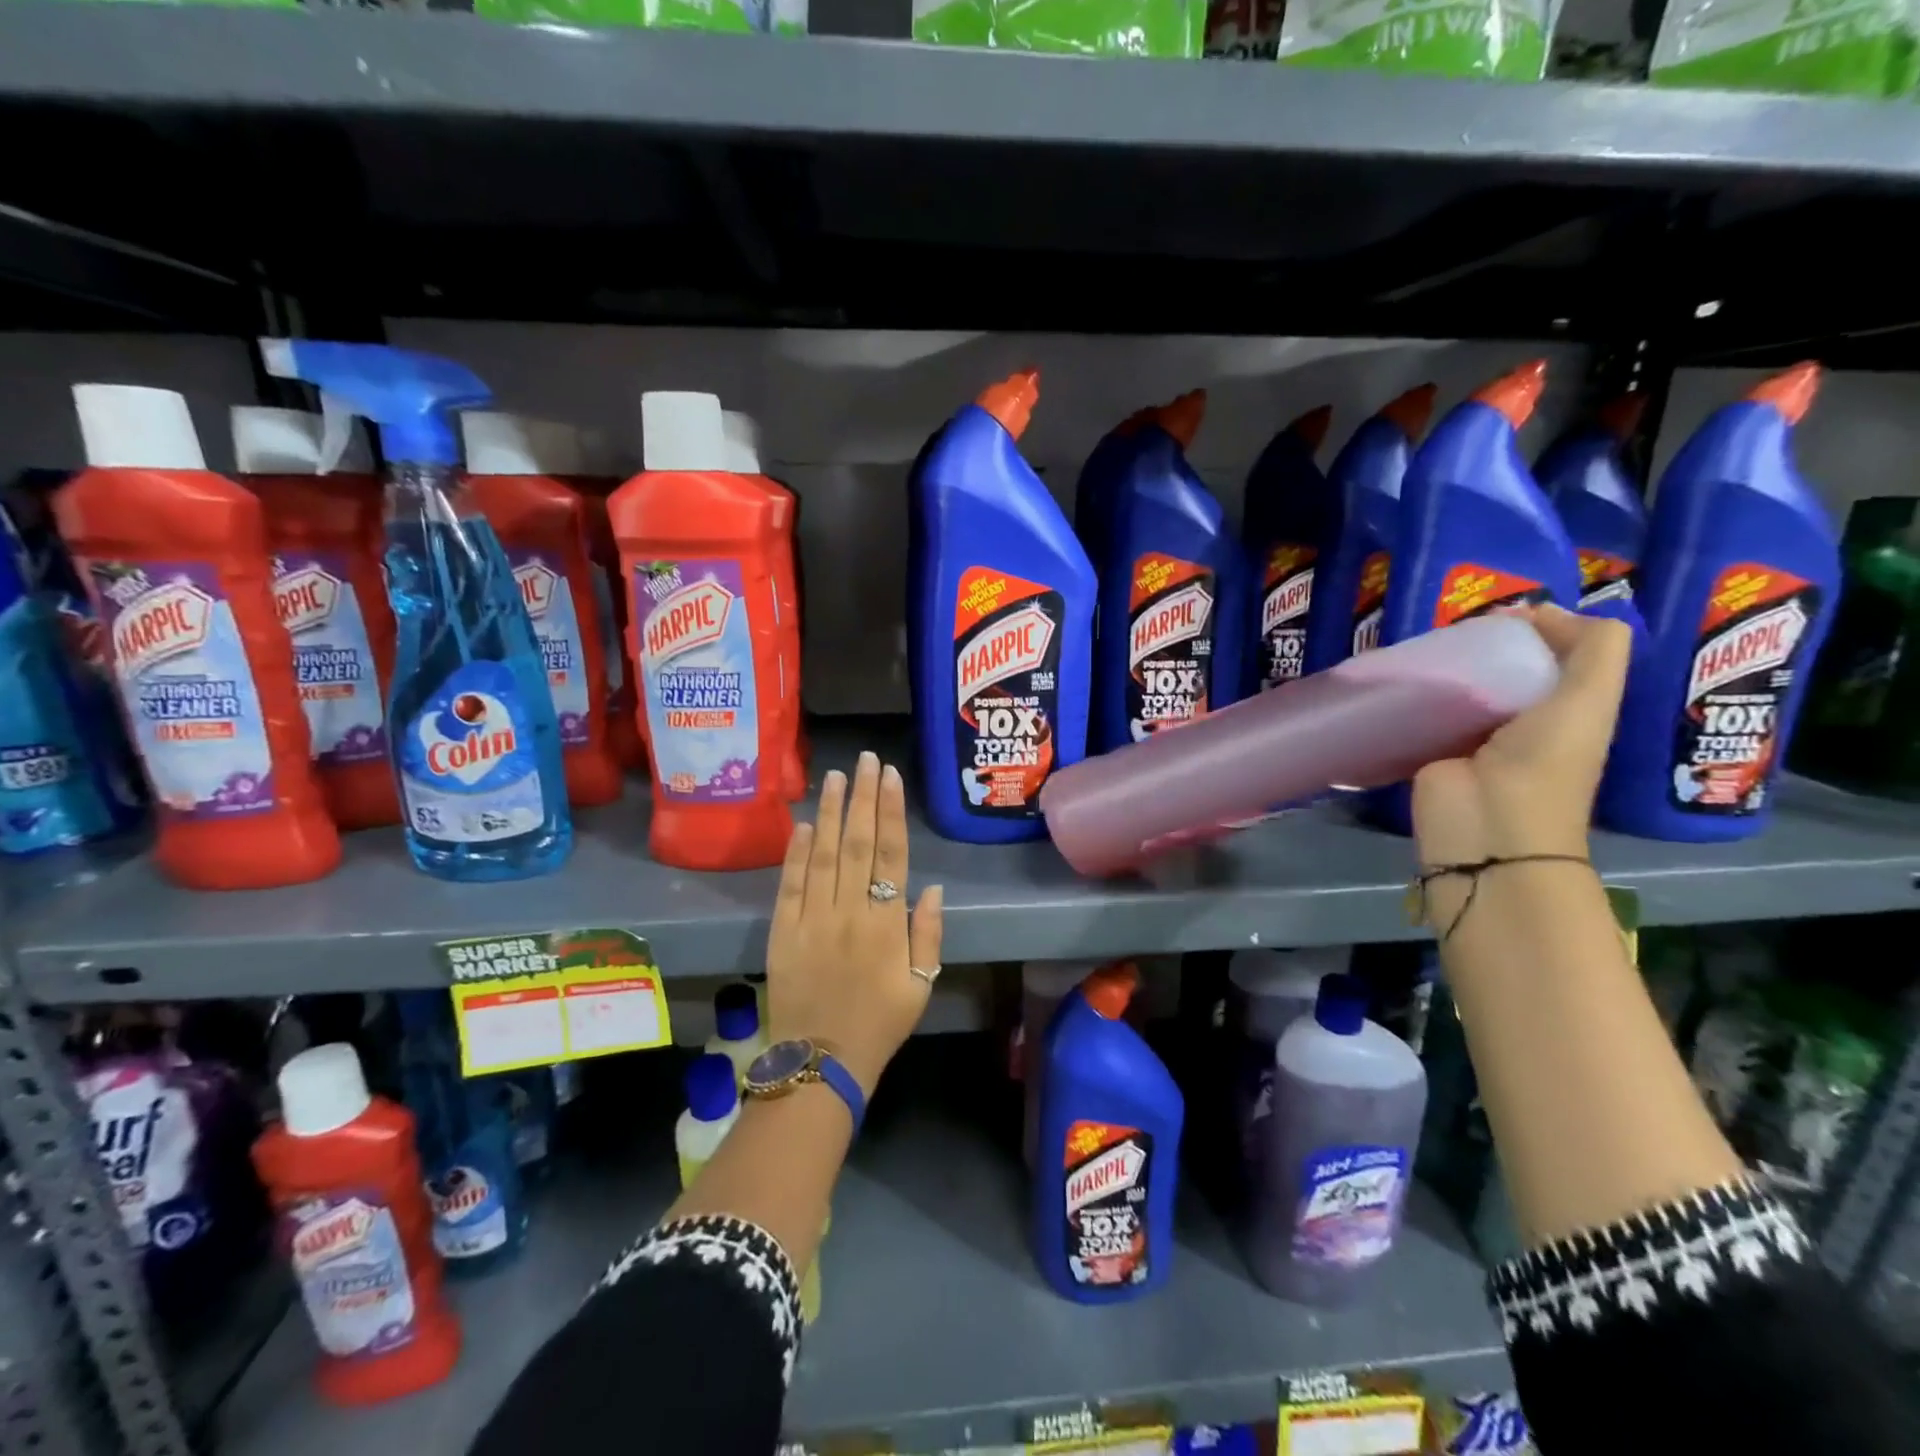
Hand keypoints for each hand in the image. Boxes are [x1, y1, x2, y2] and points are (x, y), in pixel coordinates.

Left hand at [765, 751, 943, 1096]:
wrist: (821, 1063)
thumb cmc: (879, 1024)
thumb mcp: (920, 985)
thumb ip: (928, 934)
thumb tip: (929, 886)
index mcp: (887, 924)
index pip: (891, 855)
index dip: (891, 812)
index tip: (890, 777)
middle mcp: (850, 912)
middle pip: (857, 843)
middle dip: (863, 797)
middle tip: (866, 760)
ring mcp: (812, 920)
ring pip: (823, 855)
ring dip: (830, 812)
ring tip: (836, 776)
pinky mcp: (782, 932)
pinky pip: (790, 885)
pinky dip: (796, 852)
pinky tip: (803, 823)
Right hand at [1412, 604, 1630, 871]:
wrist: (1485, 830)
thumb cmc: (1543, 765)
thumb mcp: (1589, 699)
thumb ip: (1593, 648)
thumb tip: (1539, 611)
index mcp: (1566, 706)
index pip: (1552, 653)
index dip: (1534, 627)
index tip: (1500, 615)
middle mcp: (1520, 717)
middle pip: (1500, 666)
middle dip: (1479, 643)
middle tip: (1451, 628)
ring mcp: (1469, 734)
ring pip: (1458, 685)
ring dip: (1441, 665)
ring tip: (1420, 646)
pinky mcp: (1428, 747)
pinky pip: (1420, 709)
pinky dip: (1410, 691)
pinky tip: (1397, 675)